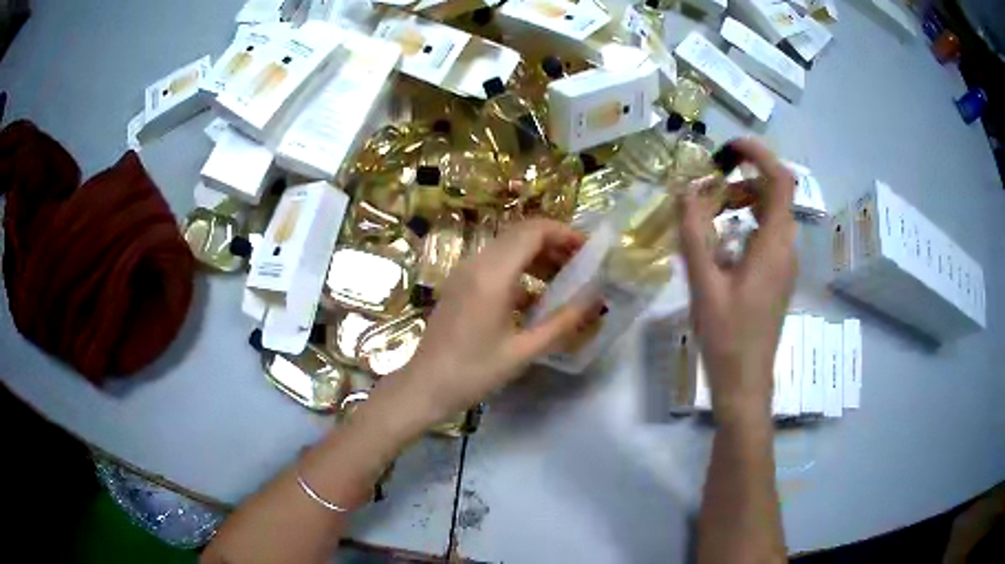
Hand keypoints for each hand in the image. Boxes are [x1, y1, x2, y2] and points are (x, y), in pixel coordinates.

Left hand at [370, 219, 599, 431]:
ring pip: (508, 246)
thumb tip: (596, 299)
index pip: (534, 231)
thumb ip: (563, 322)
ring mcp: (464, 272)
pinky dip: (520, 268)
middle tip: (582, 264)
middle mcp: (476, 263)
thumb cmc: (474, 372)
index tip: (589, 250)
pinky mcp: (459, 283)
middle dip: (555, 242)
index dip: (565, 233)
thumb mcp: (524, 351)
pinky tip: (536, 297)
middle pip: (521, 233)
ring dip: (538, 255)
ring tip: (565, 278)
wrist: (425, 386)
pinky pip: (495, 263)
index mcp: (492, 275)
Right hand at [679, 138, 796, 423]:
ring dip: (742, 203)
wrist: (745, 381)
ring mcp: (784, 263)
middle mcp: (786, 248)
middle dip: (742, 180)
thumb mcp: (704, 283)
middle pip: (774, 194)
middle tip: (707, 191)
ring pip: (770, 214)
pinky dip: (745, 224)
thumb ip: (694, 233)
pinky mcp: (778, 276)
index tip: (728, 147)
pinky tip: (720, 246)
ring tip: (709, 216)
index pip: (780, 180)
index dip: (758, 154)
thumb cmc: (726, 336)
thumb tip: (686, 190)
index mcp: (773, 245)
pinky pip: (766, 235)